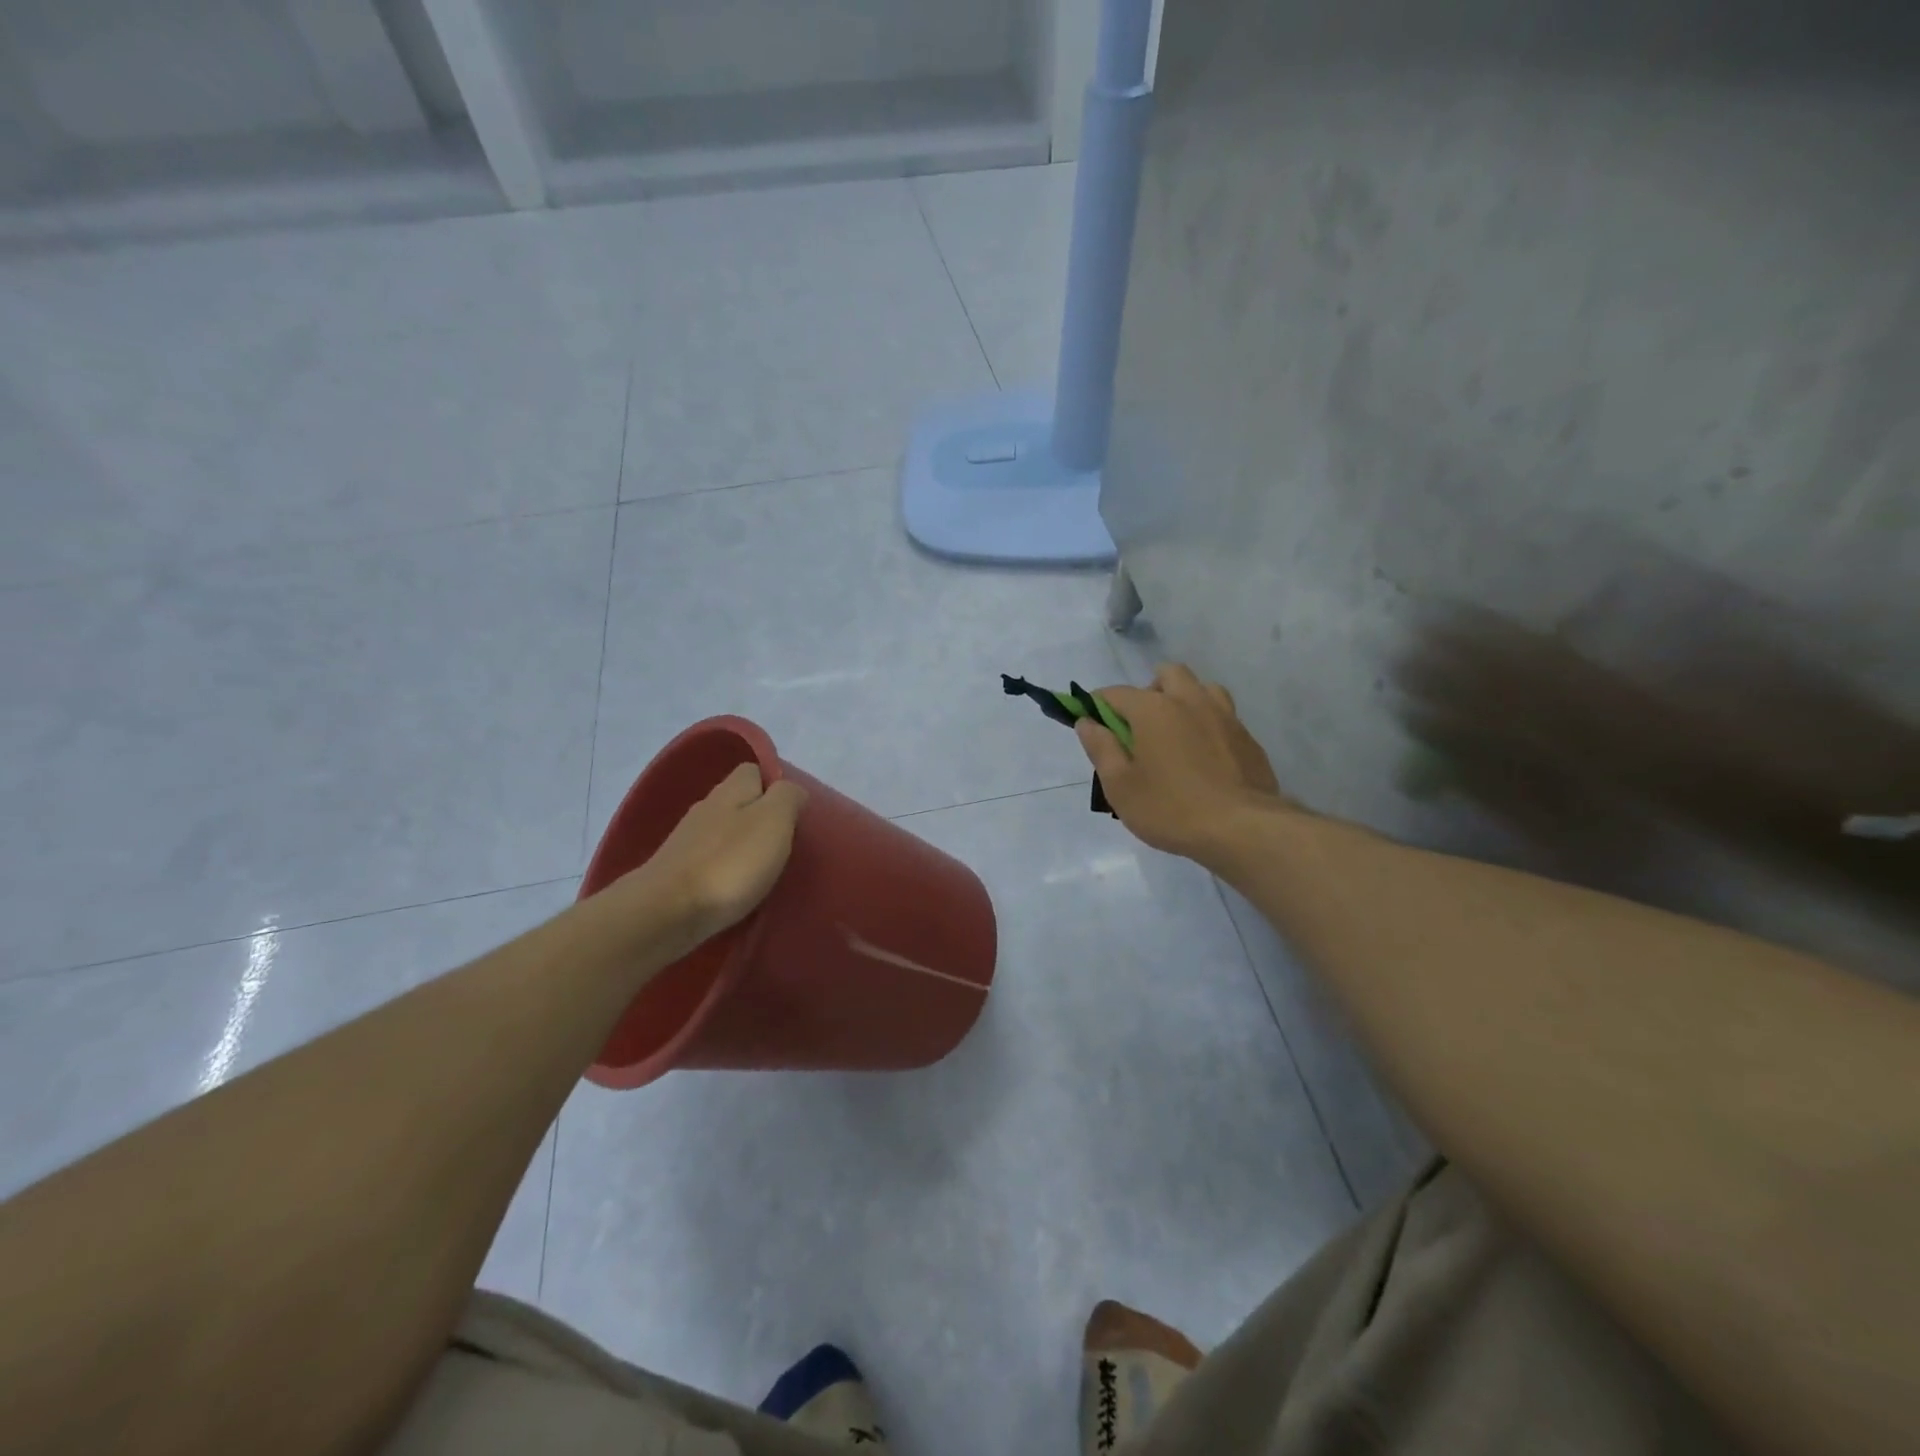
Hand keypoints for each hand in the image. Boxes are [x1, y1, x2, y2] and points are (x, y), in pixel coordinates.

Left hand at [603, 763, 806, 961]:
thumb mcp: (773, 821)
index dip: (775, 785)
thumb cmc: (729, 863)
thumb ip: (787, 798)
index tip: (795, 812)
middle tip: (785, 845)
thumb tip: (792, 790)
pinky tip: (737, 888)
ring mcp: (687, 843)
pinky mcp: (677, 874)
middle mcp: (705, 809)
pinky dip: (726, 870)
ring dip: (743, 846)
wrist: (665, 913)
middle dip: (761, 818)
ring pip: (724, 833)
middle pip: (738, 802)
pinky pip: (710, 862)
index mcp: (730, 791)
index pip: (753, 771)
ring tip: (765, 870)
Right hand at [1076, 663, 1285, 862]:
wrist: (1242, 829)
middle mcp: (1190, 700)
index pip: (1116, 693)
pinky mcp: (1247, 737)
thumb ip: (1101, 748)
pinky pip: (1222, 716)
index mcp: (1153, 709)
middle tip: (1139, 726)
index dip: (1098, 705)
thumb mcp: (1120, 786)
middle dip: (1148, 690)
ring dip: (1184, 699)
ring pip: (1201, 688)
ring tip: (1175, 733)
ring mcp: (1224, 716)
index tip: (1092, 723)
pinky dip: (1207, 723)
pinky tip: (1203, 755)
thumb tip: (1086, 721)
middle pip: (1167, 674)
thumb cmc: (1170, 808)